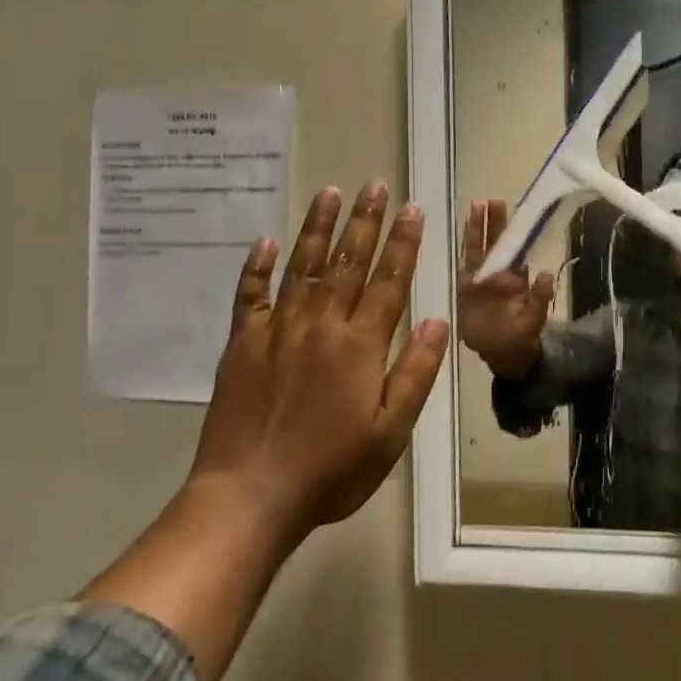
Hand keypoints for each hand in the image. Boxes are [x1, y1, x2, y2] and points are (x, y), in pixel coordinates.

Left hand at [191, 180, 450, 541]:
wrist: (249, 495)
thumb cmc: (331, 469)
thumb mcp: (391, 432)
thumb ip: (415, 373)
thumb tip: (439, 321)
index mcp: (359, 345)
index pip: (389, 281)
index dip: (403, 243)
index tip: (412, 209)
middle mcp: (320, 325)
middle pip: (347, 262)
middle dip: (365, 221)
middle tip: (375, 185)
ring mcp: (276, 330)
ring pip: (301, 266)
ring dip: (317, 227)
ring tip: (330, 192)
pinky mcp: (241, 344)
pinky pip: (250, 295)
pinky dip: (257, 267)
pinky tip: (266, 242)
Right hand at [455, 198, 554, 377]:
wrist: (500, 354)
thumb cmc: (520, 336)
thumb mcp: (534, 319)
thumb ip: (540, 298)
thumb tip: (545, 274)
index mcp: (517, 277)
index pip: (515, 247)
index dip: (513, 230)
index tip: (515, 213)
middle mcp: (499, 273)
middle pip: (495, 242)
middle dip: (493, 221)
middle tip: (492, 199)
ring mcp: (481, 279)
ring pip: (478, 248)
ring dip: (476, 228)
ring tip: (475, 205)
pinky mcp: (465, 289)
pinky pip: (464, 265)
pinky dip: (463, 250)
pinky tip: (460, 233)